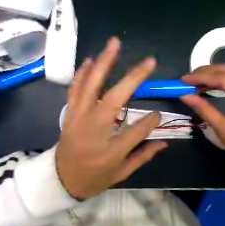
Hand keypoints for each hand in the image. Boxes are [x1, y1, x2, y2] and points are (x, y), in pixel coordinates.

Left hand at [57, 38, 167, 199]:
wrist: (61, 180)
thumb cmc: (93, 178)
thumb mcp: (122, 173)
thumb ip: (143, 155)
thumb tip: (164, 142)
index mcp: (111, 150)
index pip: (138, 130)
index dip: (151, 121)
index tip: (159, 114)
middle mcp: (94, 130)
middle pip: (115, 98)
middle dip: (133, 78)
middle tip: (148, 61)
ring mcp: (78, 119)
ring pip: (91, 86)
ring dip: (103, 64)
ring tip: (114, 45)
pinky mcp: (69, 114)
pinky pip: (75, 89)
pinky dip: (82, 73)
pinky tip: (90, 60)